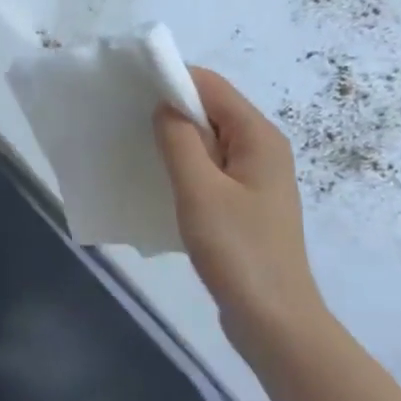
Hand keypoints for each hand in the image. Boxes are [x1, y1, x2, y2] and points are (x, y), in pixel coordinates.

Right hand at [154, 68, 328, 347]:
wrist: (274, 321)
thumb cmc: (238, 251)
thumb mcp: (199, 190)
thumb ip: (179, 141)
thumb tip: (164, 106)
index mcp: (259, 137)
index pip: (212, 86)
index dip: (172, 79)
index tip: (130, 88)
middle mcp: (262, 149)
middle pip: (212, 110)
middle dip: (171, 108)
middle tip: (126, 117)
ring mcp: (255, 178)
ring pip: (210, 141)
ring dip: (176, 139)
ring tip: (136, 146)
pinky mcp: (246, 204)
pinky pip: (211, 169)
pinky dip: (185, 166)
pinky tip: (159, 180)